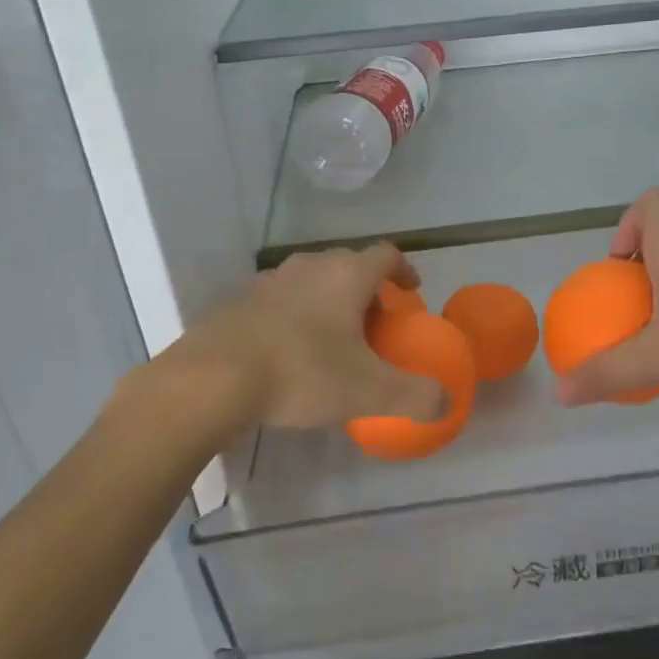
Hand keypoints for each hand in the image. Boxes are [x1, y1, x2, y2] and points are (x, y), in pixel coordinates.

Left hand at [121, 245, 446, 437]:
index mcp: (346, 275)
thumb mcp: (367, 391)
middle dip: (366, 290)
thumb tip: (447, 403)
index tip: (410, 292)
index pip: (386, 255)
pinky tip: (286, 352)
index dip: (404, 270)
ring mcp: (269, 280)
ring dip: (327, 301)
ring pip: (310, 281)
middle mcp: (310, 266)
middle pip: (348, 265)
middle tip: (374, 325)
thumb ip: (414, 397)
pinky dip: (292, 316)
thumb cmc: (301, 373)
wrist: (211, 379)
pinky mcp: (237, 300)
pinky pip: (278, 300)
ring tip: (331, 339)